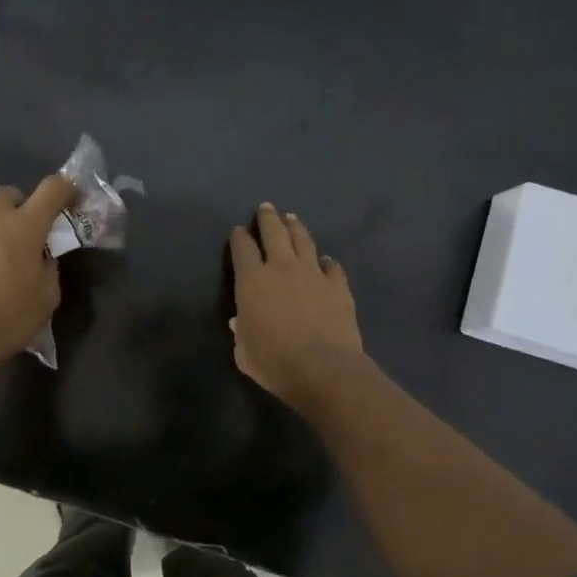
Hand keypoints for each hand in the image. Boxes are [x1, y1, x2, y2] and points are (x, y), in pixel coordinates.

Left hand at [0, 175, 75, 380]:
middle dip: (23, 208)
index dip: (66, 189)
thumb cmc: (7, 318)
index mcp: (25, 226)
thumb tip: (43, 258)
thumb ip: (49, 268)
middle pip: (11, 195)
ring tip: (0, 269)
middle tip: (30, 238)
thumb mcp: (46, 297)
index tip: (73, 200)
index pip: (52, 188)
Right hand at [229, 203, 363, 408]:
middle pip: (273, 232)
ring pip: (303, 241)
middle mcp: (282, 268)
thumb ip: (240, 333)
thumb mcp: (244, 352)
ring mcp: (313, 273)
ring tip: (292, 219)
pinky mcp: (338, 285)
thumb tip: (239, 321)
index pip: (242, 249)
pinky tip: (326, 260)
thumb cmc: (274, 362)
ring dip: (296, 228)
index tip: (238, 231)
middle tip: (266, 207)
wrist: (323, 368)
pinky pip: (332, 266)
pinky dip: (327, 261)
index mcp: (252, 281)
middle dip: (268, 218)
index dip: (239, 238)